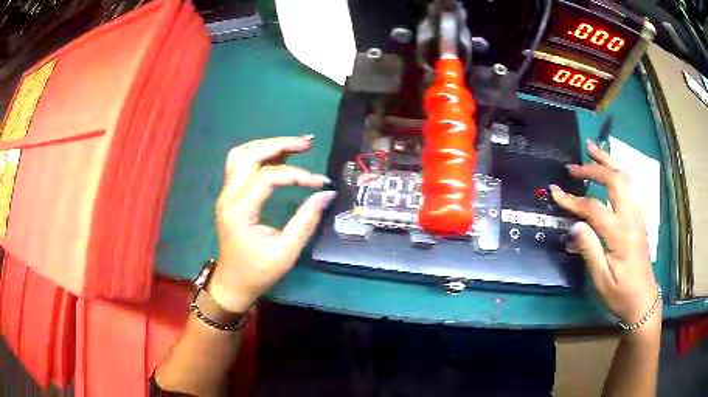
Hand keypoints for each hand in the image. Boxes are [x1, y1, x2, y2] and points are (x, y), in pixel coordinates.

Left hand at [209, 136, 335, 312]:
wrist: (233, 284)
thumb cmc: (258, 272)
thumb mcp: (286, 252)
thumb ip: (306, 220)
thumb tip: (326, 193)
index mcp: (239, 211)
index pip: (267, 176)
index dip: (296, 174)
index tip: (319, 182)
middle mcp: (228, 196)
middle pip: (248, 155)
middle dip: (278, 144)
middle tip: (307, 143)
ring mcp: (226, 194)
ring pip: (241, 155)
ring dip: (266, 146)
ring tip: (293, 146)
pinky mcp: (229, 196)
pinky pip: (240, 165)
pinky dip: (260, 155)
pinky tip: (279, 157)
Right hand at [550, 140, 658, 325]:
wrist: (643, 299)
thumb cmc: (621, 293)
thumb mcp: (601, 280)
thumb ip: (589, 249)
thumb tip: (575, 224)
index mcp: (620, 234)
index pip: (593, 208)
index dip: (572, 199)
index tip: (555, 192)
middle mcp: (631, 216)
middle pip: (614, 179)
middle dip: (593, 168)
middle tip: (574, 166)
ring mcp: (637, 214)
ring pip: (624, 177)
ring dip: (608, 161)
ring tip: (592, 149)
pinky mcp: (639, 216)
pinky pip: (629, 184)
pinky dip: (618, 170)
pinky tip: (610, 168)